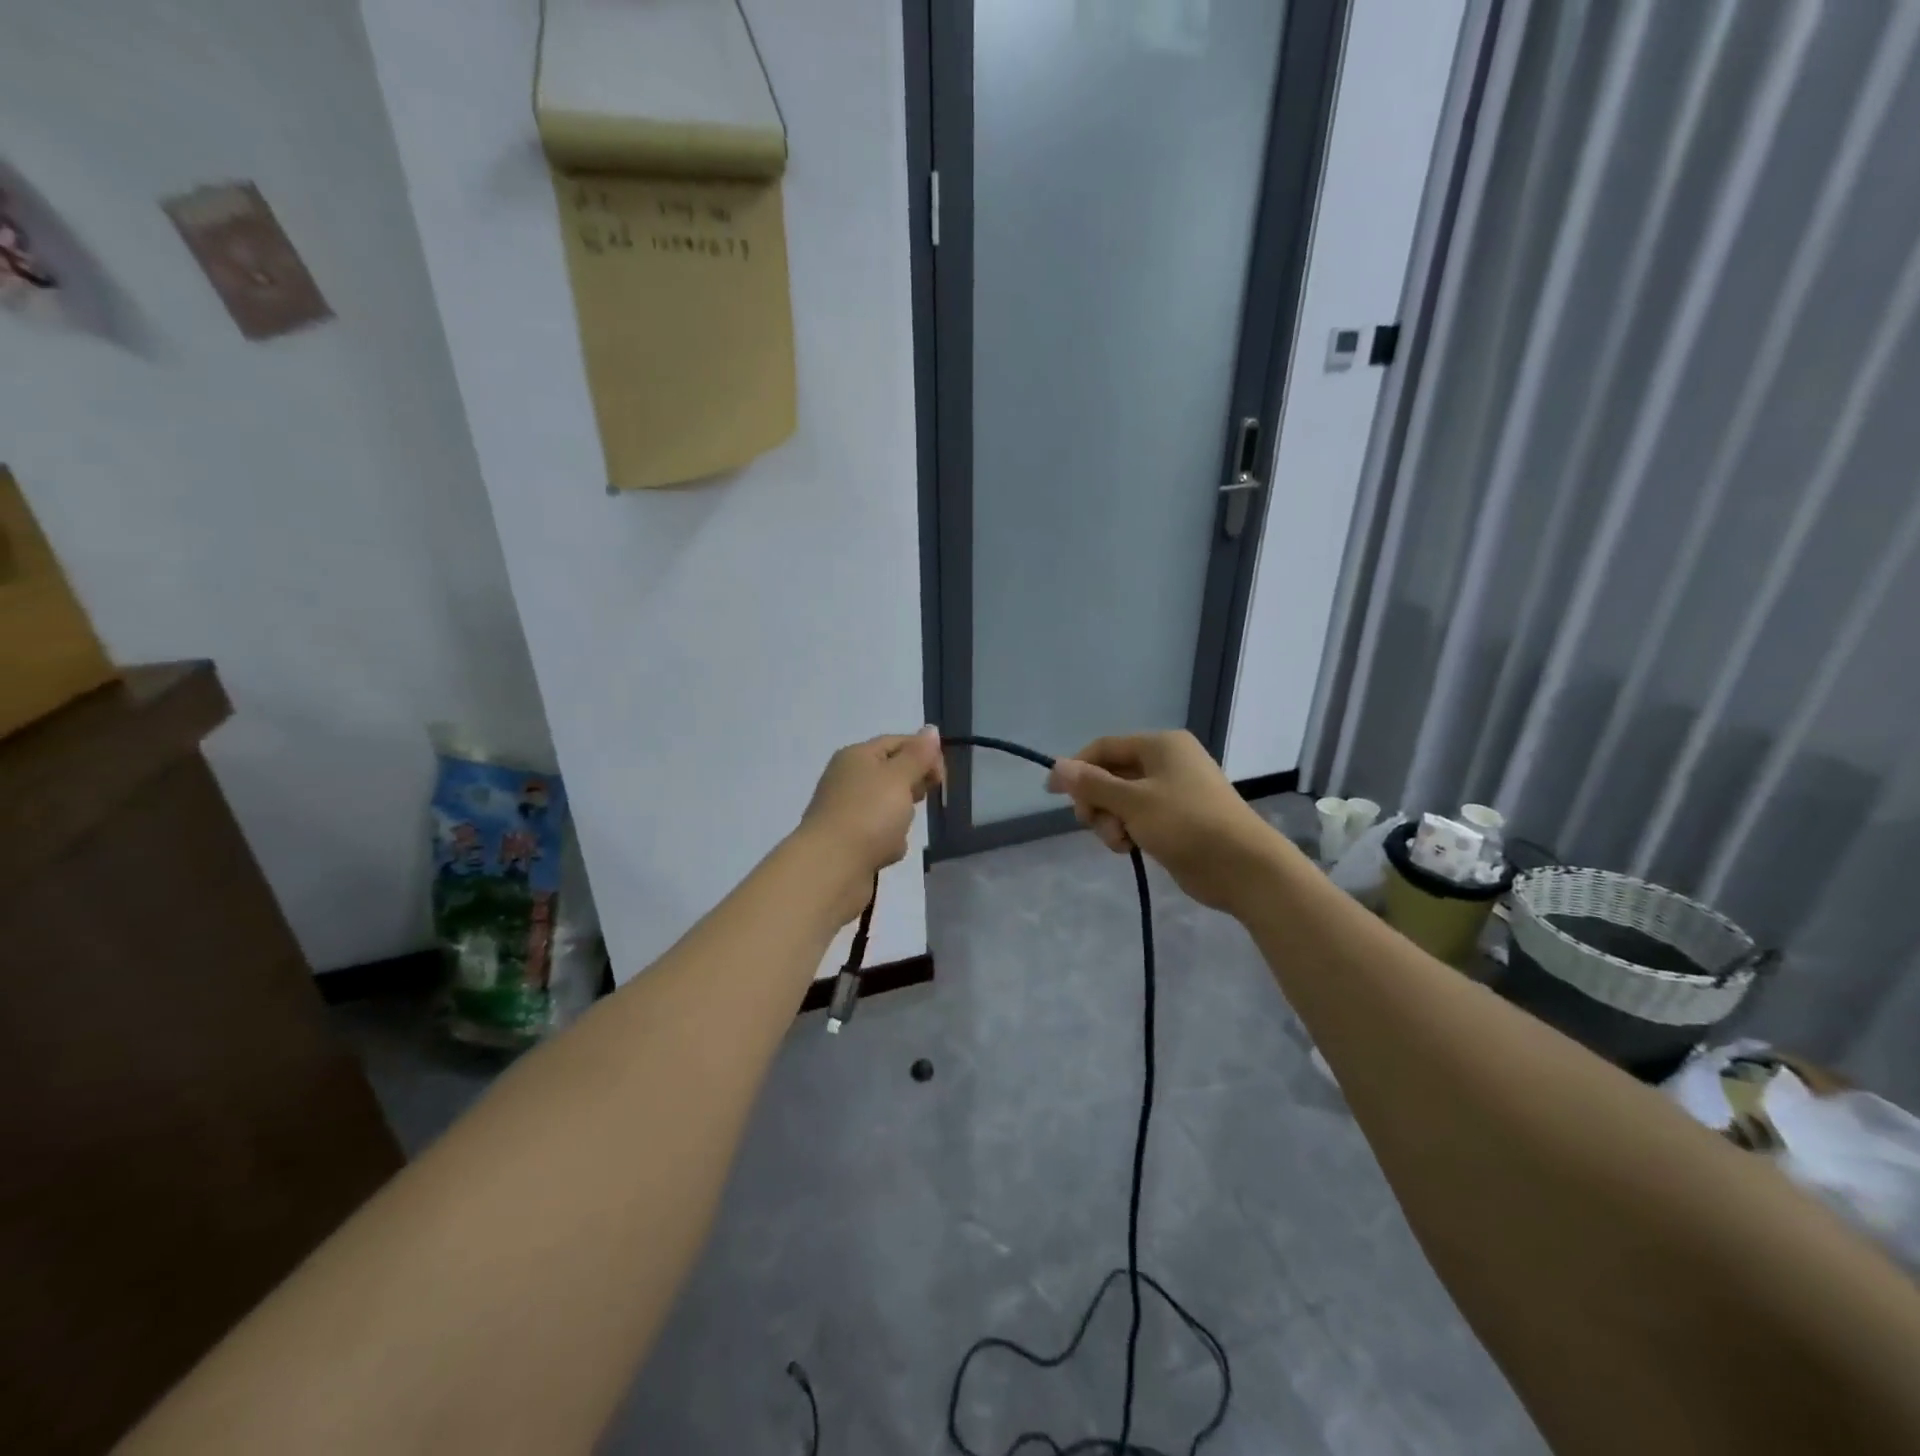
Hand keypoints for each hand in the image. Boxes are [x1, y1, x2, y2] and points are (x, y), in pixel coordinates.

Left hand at [796, 728, 945, 914]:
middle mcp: (848, 779)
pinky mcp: (848, 841)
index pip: (897, 742)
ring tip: (897, 831)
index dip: (924, 753)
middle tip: (921, 799)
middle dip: (913, 788)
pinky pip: (880, 835)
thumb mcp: (899, 777)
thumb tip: (931, 729)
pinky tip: (886, 852)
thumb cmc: (869, 814)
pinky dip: (888, 843)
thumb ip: (918, 755)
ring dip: (901, 820)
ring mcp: (847, 811)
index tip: (942, 777)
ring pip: (889, 808)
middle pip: (893, 774)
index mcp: (857, 756)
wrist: (831, 868)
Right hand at [1045, 730, 1281, 912]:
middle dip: (1096, 801)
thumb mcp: (1133, 802)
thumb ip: (1092, 784)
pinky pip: (1138, 817)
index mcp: (1160, 746)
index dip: (1076, 767)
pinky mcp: (1177, 819)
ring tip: (1120, 843)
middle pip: (1111, 774)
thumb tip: (1056, 766)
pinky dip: (1128, 830)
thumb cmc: (1186, 823)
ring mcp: (1173, 791)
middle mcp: (1166, 762)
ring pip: (1122, 800)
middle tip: (1091, 824)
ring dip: (1110, 821)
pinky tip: (1129, 848)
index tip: (1052, 793)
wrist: (1242, 867)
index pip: (1104, 747)